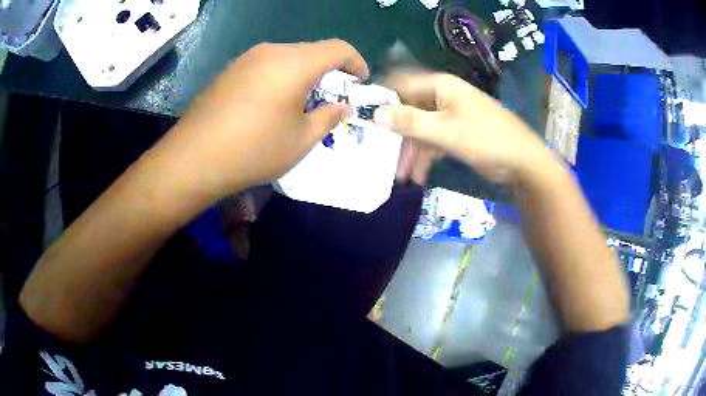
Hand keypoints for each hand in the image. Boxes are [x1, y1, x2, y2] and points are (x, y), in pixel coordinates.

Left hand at [156, 39, 368, 198]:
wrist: (193, 159)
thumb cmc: (254, 150)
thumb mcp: (301, 140)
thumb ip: (329, 117)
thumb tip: (342, 105)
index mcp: (294, 63)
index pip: (337, 48)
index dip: (355, 62)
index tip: (360, 81)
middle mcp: (270, 52)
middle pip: (311, 52)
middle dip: (328, 72)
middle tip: (330, 99)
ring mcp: (246, 59)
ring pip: (287, 58)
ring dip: (302, 76)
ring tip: (301, 105)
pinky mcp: (229, 71)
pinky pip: (264, 66)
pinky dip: (279, 79)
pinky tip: (271, 105)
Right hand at [376, 72, 546, 183]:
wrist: (522, 162)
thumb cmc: (485, 138)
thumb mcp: (445, 131)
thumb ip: (409, 121)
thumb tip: (374, 113)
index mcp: (439, 86)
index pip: (400, 86)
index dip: (381, 100)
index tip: (363, 120)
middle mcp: (442, 97)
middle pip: (409, 111)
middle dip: (396, 135)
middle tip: (381, 156)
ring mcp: (450, 116)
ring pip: (420, 130)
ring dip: (410, 152)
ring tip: (401, 176)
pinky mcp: (456, 134)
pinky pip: (433, 141)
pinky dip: (425, 157)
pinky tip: (417, 176)